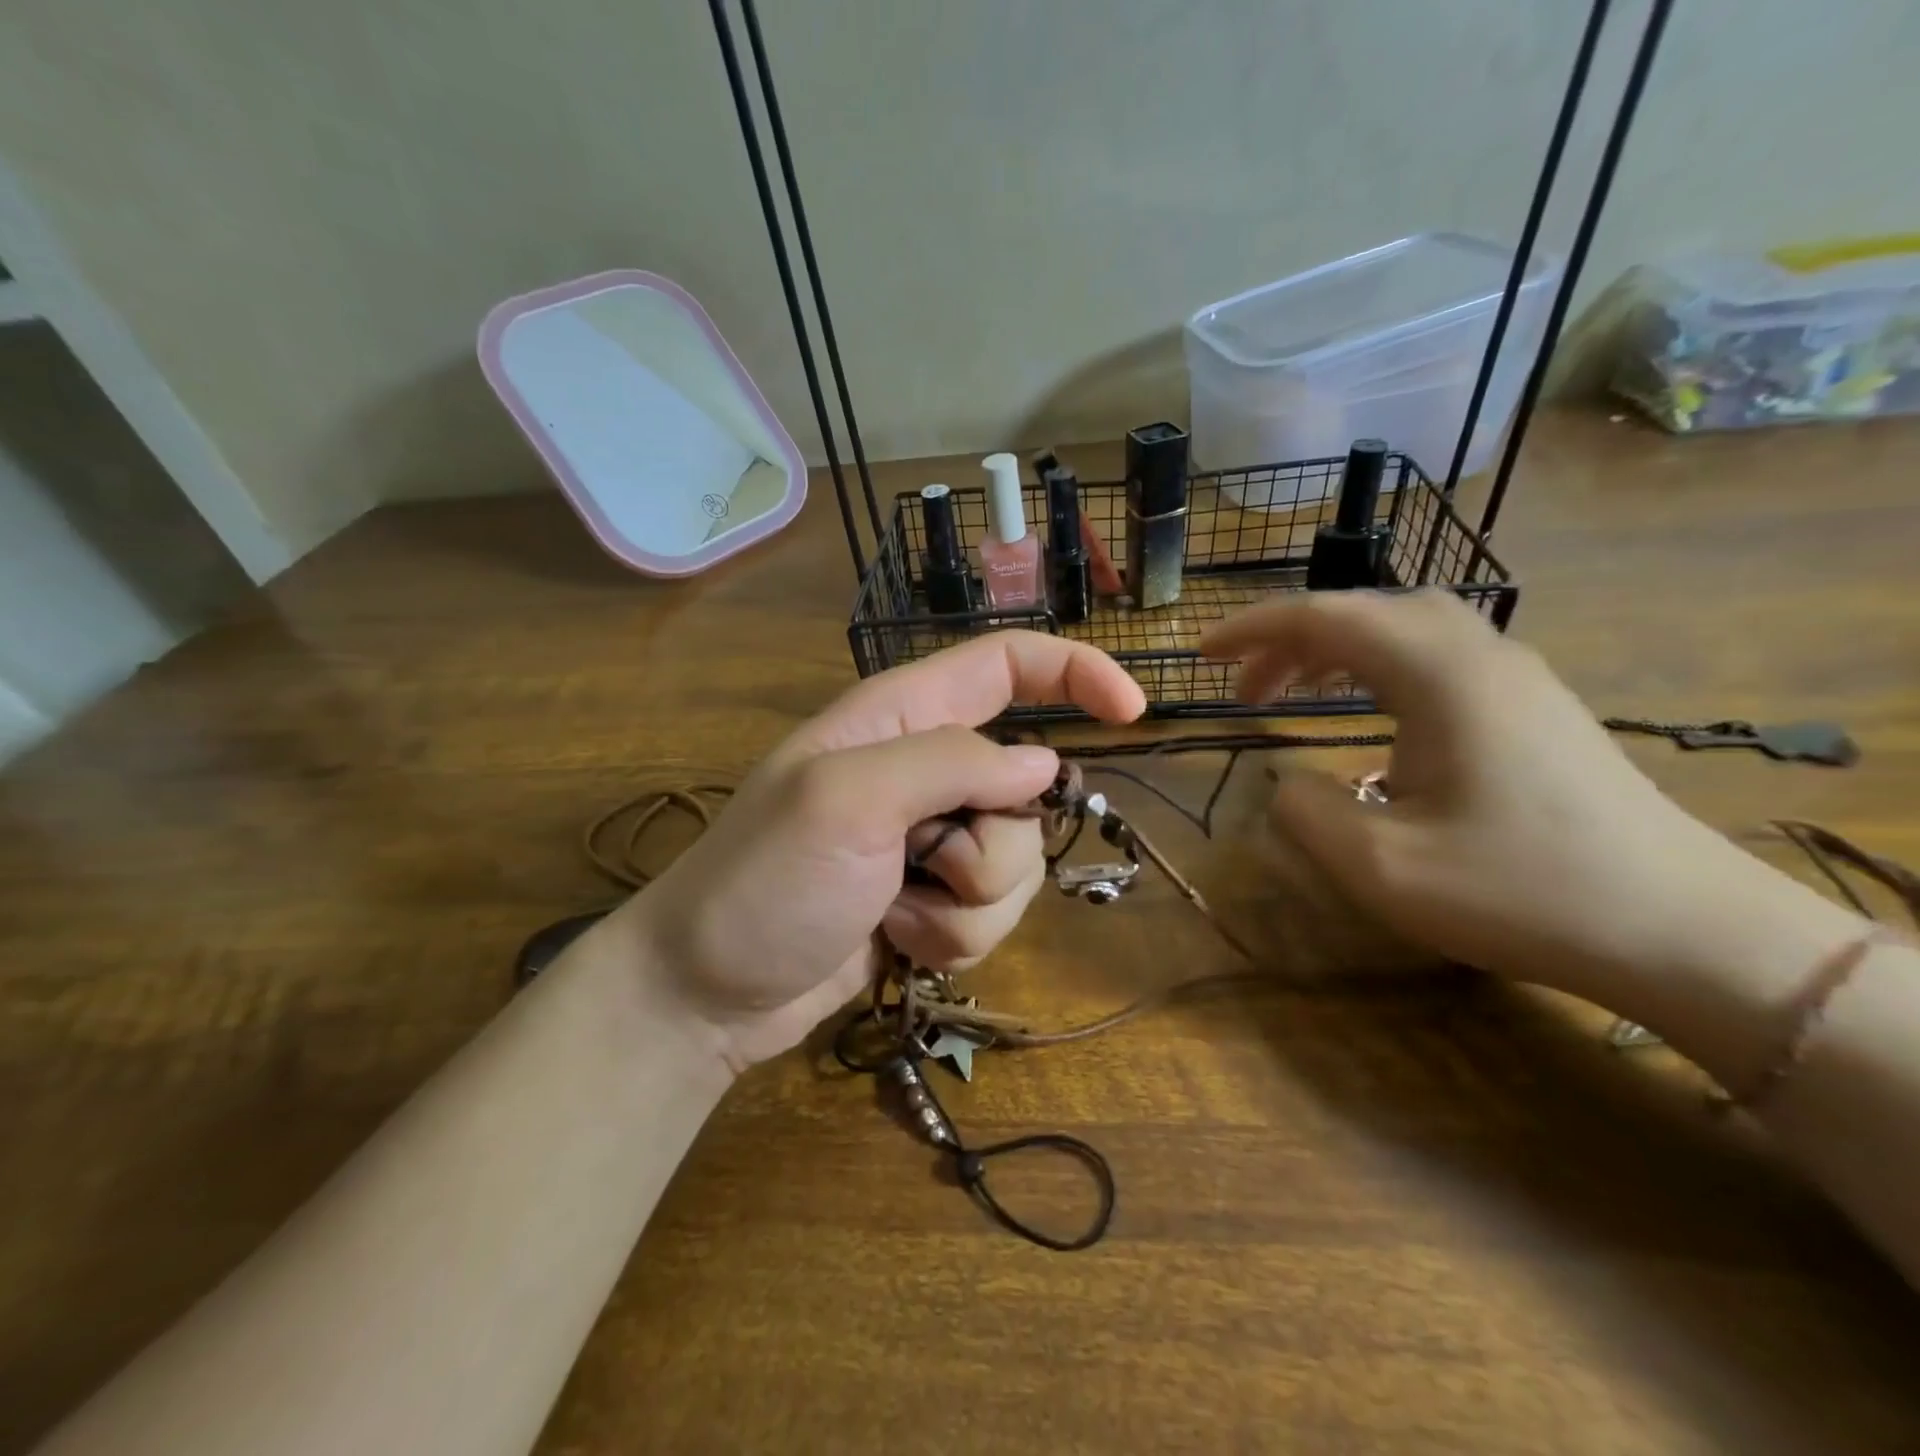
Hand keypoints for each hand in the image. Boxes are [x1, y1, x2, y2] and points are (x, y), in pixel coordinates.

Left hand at [598, 632, 1144, 1069]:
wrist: (707, 992)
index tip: (1133, 714)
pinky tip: (897, 941)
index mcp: (902, 717)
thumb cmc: (762, 881)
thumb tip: (1040, 768)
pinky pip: (991, 914)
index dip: (1075, 673)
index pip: (1007, 664)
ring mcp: (931, 841)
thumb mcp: (845, 800)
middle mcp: (925, 769)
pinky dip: (954, 936)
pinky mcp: (932, 900)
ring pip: (1016, 864)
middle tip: (923, 862)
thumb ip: (950, 764)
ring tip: (897, 910)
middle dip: (994, 845)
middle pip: (1025, 790)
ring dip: (968, 904)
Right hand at [1201, 591, 1787, 998]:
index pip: (1326, 616)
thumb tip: (1286, 782)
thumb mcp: (1381, 866)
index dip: (1252, 628)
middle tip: (1242, 687)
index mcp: (1439, 674)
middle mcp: (1479, 654)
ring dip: (1334, 650)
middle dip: (1290, 638)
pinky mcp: (1533, 706)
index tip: (1201, 654)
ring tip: (1288, 695)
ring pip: (1403, 628)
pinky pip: (1436, 657)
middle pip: (1365, 610)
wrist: (1682, 930)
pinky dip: (1376, 668)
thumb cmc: (1522, 892)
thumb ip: (1304, 811)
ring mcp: (1515, 676)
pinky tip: (1364, 716)